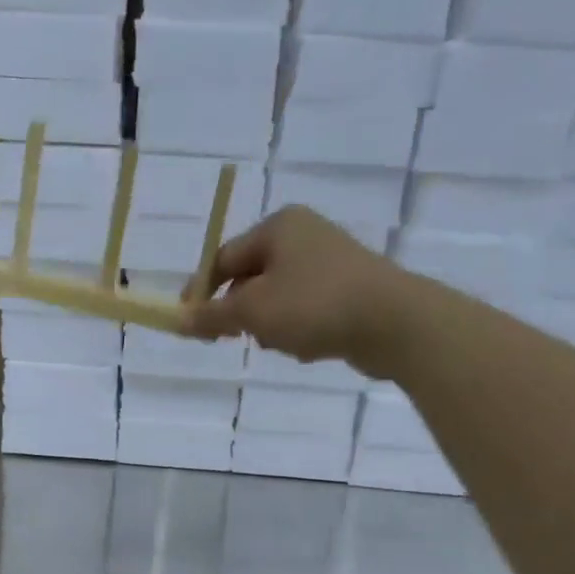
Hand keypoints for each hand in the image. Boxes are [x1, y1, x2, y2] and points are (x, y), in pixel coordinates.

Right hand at [181, 206, 400, 366]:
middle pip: (250, 278)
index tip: (190, 325)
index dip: (201, 293)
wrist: (395, 322)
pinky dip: (299, 329)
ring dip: (271, 325)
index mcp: (278, 227)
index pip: (223, 259)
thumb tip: (179, 320)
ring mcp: (330, 262)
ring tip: (284, 343)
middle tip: (239, 338)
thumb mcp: (253, 311)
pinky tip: (310, 346)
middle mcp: (304, 235)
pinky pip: (306, 310)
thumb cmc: (314, 305)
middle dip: (242, 312)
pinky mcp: (350, 289)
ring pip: (277, 298)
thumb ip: (212, 315)